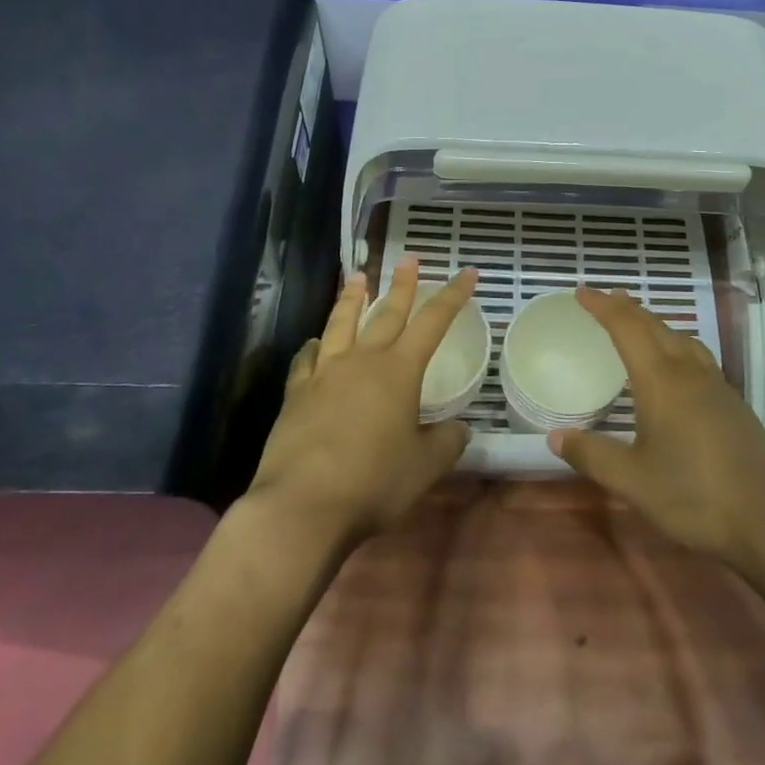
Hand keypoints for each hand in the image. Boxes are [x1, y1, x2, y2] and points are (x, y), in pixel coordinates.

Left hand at [246, 258, 475, 550]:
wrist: (302, 506)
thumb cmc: (373, 483)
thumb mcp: (425, 467)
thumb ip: (447, 442)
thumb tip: (458, 429)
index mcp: (399, 371)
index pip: (433, 322)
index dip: (453, 296)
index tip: (468, 273)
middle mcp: (362, 361)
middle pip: (386, 312)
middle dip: (402, 284)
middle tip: (409, 258)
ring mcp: (325, 374)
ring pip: (341, 323)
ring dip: (352, 298)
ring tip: (357, 276)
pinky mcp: (296, 394)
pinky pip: (306, 359)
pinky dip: (314, 346)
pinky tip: (315, 343)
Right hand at [548, 287, 764, 573]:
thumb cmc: (693, 496)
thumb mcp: (633, 481)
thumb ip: (592, 455)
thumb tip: (555, 436)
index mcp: (661, 381)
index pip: (626, 329)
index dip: (603, 307)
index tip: (582, 292)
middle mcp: (688, 372)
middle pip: (655, 326)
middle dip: (627, 308)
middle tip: (605, 298)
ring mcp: (716, 385)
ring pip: (680, 338)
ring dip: (655, 323)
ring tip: (639, 323)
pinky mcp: (733, 402)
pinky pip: (697, 355)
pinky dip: (676, 344)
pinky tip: (678, 364)